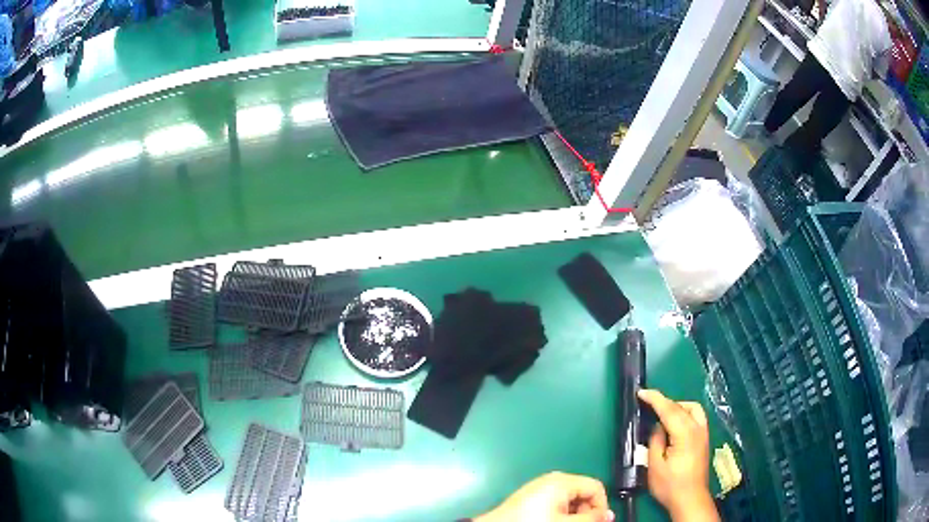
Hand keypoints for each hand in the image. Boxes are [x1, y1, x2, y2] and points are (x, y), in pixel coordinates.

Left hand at [474, 472, 614, 521]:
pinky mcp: (531, 497)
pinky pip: (556, 502)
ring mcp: (541, 487)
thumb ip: (590, 519)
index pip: (596, 487)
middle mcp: (553, 479)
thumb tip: (610, 515)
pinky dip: (560, 513)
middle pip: (583, 492)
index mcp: (562, 481)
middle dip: (586, 511)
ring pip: (570, 499)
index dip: (601, 506)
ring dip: (574, 514)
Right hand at [638, 389, 718, 521]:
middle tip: (647, 404)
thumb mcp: (655, 466)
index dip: (655, 399)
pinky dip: (685, 412)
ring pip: (692, 408)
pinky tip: (676, 422)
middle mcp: (697, 429)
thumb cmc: (670, 486)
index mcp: (685, 434)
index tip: (641, 392)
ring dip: (677, 406)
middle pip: (681, 407)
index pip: (669, 410)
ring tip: (662, 413)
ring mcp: (703, 433)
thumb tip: (657, 427)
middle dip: (664, 402)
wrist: (690, 499)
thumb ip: (655, 442)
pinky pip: (696, 416)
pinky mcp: (704, 438)